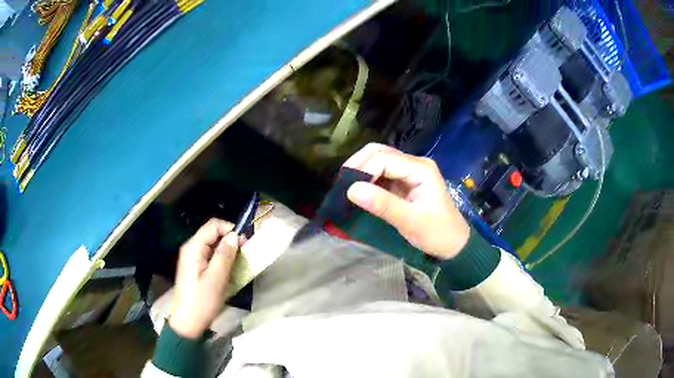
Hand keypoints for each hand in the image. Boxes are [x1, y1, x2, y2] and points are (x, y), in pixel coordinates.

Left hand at [170, 219, 242, 338]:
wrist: (188, 322)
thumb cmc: (202, 301)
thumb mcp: (216, 279)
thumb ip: (225, 255)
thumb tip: (234, 235)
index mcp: (193, 248)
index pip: (213, 225)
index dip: (230, 229)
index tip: (244, 243)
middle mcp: (191, 248)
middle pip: (213, 233)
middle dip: (230, 240)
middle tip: (244, 253)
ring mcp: (192, 258)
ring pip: (213, 244)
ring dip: (227, 250)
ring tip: (239, 263)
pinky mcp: (195, 267)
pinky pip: (210, 255)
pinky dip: (222, 259)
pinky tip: (229, 270)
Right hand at [344, 143, 469, 259]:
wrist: (454, 244)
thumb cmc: (436, 233)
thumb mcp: (410, 221)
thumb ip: (382, 205)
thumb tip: (352, 190)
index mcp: (420, 169)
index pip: (384, 159)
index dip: (363, 170)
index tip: (347, 189)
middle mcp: (414, 163)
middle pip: (380, 152)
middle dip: (359, 164)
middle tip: (342, 184)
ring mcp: (409, 171)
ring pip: (379, 160)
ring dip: (361, 169)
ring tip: (346, 186)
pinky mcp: (405, 181)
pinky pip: (382, 172)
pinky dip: (367, 178)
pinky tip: (358, 189)